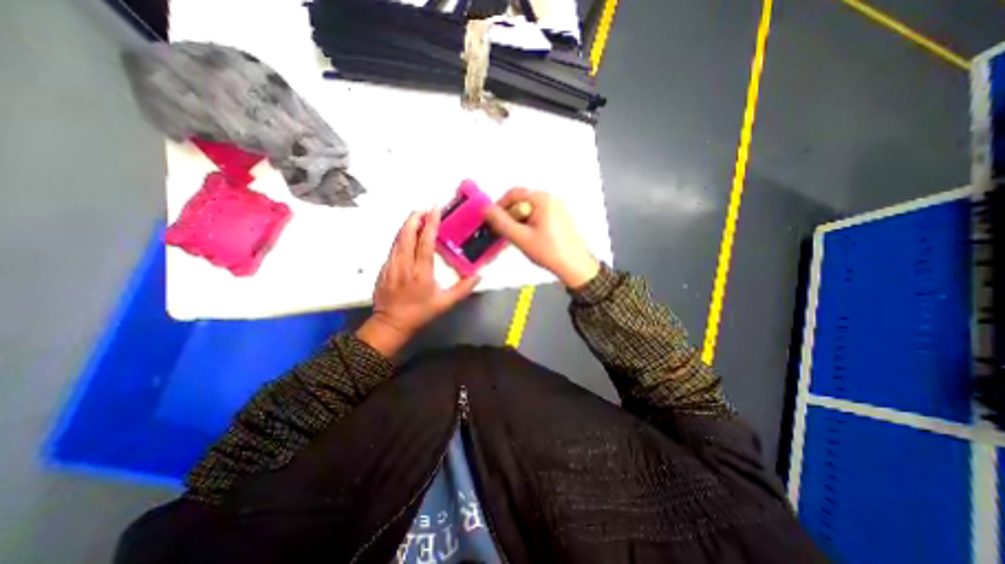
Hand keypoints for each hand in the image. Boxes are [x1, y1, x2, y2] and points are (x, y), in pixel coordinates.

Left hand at [355, 209, 480, 353]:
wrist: (391, 324)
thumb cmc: (420, 313)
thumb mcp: (445, 303)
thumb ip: (463, 288)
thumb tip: (479, 275)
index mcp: (421, 272)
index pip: (425, 241)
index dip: (430, 223)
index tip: (434, 209)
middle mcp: (404, 264)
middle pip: (407, 234)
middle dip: (415, 218)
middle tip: (424, 209)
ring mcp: (391, 265)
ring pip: (398, 238)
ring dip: (407, 225)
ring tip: (416, 216)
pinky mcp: (384, 268)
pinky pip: (393, 247)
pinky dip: (401, 236)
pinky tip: (407, 234)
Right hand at [484, 190, 597, 287]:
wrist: (575, 267)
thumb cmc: (550, 252)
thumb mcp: (521, 238)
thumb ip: (501, 222)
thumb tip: (486, 210)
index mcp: (542, 199)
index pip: (513, 194)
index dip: (499, 206)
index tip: (492, 220)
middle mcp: (551, 199)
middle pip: (521, 201)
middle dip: (509, 216)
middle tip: (503, 232)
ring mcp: (556, 208)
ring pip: (529, 210)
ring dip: (518, 221)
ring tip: (516, 238)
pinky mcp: (558, 218)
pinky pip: (537, 216)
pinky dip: (528, 224)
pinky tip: (527, 239)